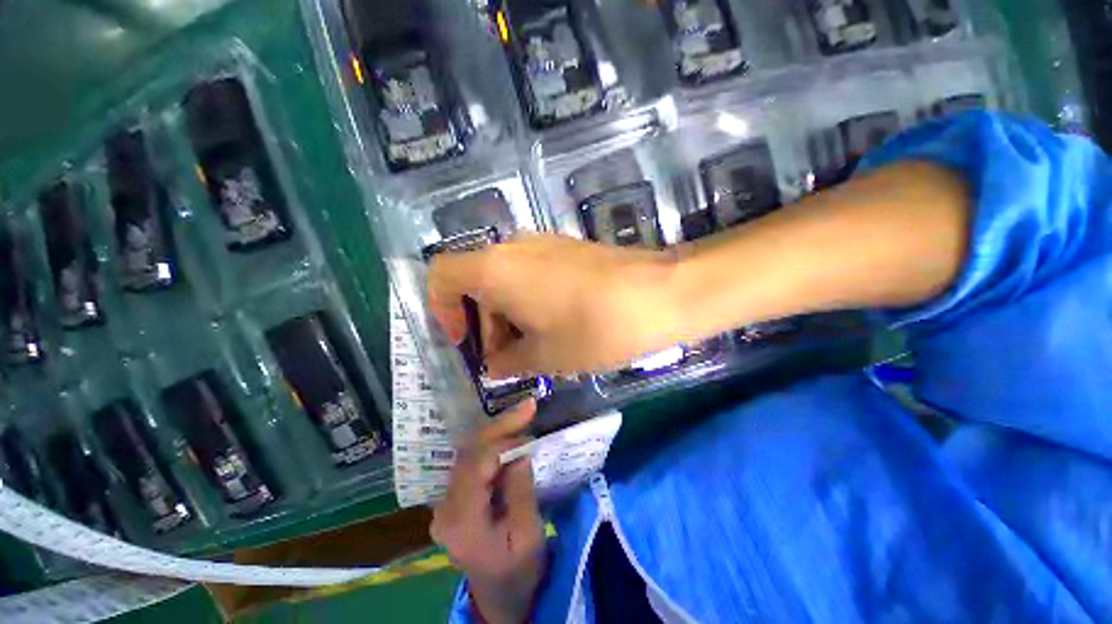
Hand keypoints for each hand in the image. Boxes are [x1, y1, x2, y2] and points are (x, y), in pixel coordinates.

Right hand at [428, 233, 677, 376]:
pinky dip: (530, 300)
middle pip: (477, 282)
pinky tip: (556, 326)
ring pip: (506, 279)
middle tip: (508, 359)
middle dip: (484, 323)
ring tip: (536, 348)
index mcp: (495, 269)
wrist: (660, 295)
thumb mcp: (545, 356)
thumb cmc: (593, 329)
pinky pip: (532, 273)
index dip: (442, 309)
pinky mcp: (567, 248)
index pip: (441, 275)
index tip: (465, 342)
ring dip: (508, 315)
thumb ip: (509, 362)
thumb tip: (496, 365)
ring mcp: (544, 244)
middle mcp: (513, 247)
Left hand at [431, 401, 546, 623]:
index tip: (530, 428)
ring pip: (469, 452)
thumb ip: (521, 491)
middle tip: (527, 407)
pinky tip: (510, 434)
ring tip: (522, 415)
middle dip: (499, 427)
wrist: (501, 595)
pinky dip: (493, 444)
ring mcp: (446, 502)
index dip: (503, 441)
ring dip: (497, 432)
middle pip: (469, 453)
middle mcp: (445, 507)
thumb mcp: (528, 536)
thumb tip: (520, 452)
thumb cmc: (518, 570)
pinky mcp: (455, 498)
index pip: (476, 465)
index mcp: (461, 521)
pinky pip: (473, 461)